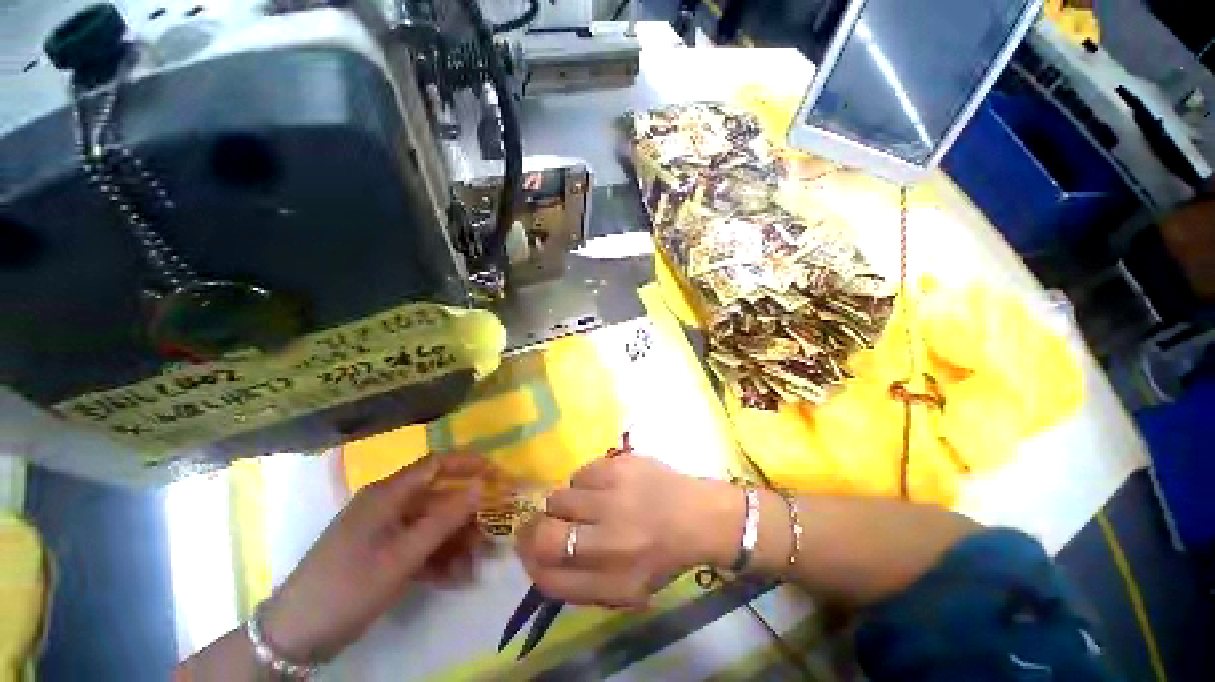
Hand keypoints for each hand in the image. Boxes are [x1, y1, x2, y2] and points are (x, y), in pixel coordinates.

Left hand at [260, 453, 487, 663]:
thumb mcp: (402, 556)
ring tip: (477, 564)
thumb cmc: (349, 587)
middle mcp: (388, 505)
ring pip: (431, 525)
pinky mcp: (382, 553)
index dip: (469, 464)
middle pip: (438, 498)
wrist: (296, 636)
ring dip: (456, 542)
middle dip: (468, 515)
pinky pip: (418, 546)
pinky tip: (456, 578)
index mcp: (387, 494)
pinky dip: (438, 559)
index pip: (437, 464)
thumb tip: (480, 485)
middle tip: (493, 532)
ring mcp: (384, 531)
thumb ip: (444, 519)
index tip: (498, 475)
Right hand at [515, 455, 739, 607]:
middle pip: (544, 533)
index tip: (528, 549)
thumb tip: (536, 560)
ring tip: (588, 502)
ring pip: (559, 496)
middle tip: (547, 521)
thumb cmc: (661, 556)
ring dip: (566, 503)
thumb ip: (578, 583)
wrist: (697, 515)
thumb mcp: (625, 590)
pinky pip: (581, 472)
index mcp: (613, 581)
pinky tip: (605, 485)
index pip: (548, 577)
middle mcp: (611, 540)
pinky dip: (584, 481)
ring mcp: (615, 497)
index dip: (529, 562)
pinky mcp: (621, 465)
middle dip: (536, 528)